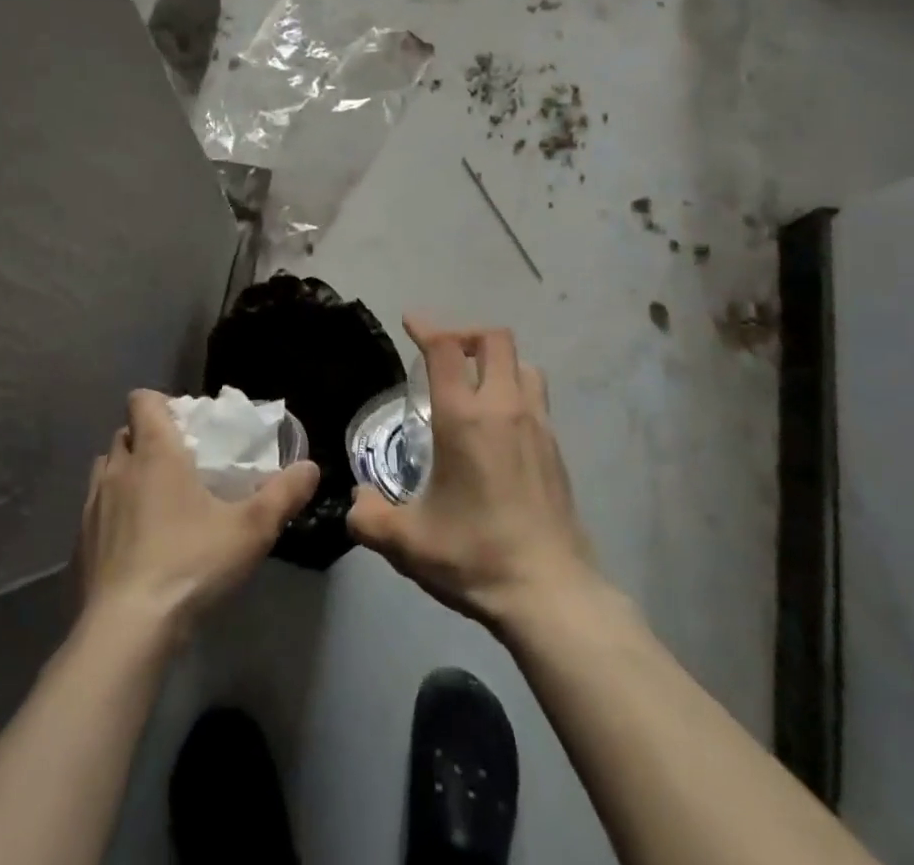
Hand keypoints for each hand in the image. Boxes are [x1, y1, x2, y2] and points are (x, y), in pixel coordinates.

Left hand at [78, 391, 319, 639]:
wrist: (126, 632)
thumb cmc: (190, 563)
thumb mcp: (251, 529)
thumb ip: (284, 495)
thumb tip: (311, 468)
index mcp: (155, 452)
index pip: (143, 401)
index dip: (162, 404)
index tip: (188, 425)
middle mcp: (118, 470)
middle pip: (126, 434)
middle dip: (149, 439)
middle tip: (181, 463)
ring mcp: (92, 508)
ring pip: (107, 470)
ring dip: (127, 474)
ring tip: (157, 501)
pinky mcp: (79, 545)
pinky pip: (95, 512)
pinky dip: (113, 515)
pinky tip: (137, 546)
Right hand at [347, 316, 598, 632]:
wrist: (550, 591)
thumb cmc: (475, 555)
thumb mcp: (408, 542)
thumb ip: (370, 518)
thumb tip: (356, 503)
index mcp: (464, 418)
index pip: (446, 349)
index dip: (427, 327)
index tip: (410, 323)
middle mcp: (504, 408)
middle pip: (495, 339)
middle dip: (466, 335)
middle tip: (444, 356)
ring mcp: (537, 425)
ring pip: (523, 364)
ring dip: (497, 362)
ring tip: (475, 386)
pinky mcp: (556, 448)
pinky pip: (536, 396)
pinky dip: (515, 391)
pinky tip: (500, 427)